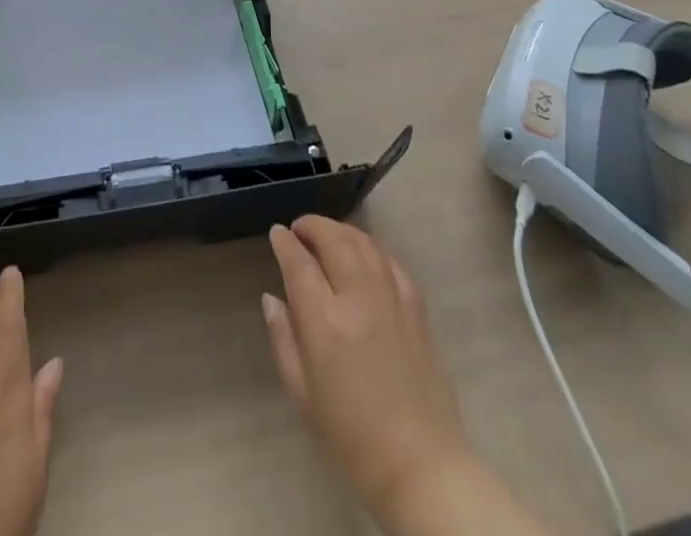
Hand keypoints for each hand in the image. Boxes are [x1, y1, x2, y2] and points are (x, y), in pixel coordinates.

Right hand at [262, 218, 480, 530]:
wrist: (420, 464)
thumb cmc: (351, 435)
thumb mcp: (302, 394)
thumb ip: (283, 338)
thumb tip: (271, 298)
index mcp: (325, 322)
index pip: (298, 262)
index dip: (284, 242)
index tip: (276, 233)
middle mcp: (358, 299)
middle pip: (333, 239)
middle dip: (312, 226)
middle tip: (299, 229)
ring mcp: (391, 299)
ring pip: (363, 242)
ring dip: (341, 230)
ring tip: (327, 234)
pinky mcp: (416, 307)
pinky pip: (390, 261)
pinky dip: (371, 248)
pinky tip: (363, 253)